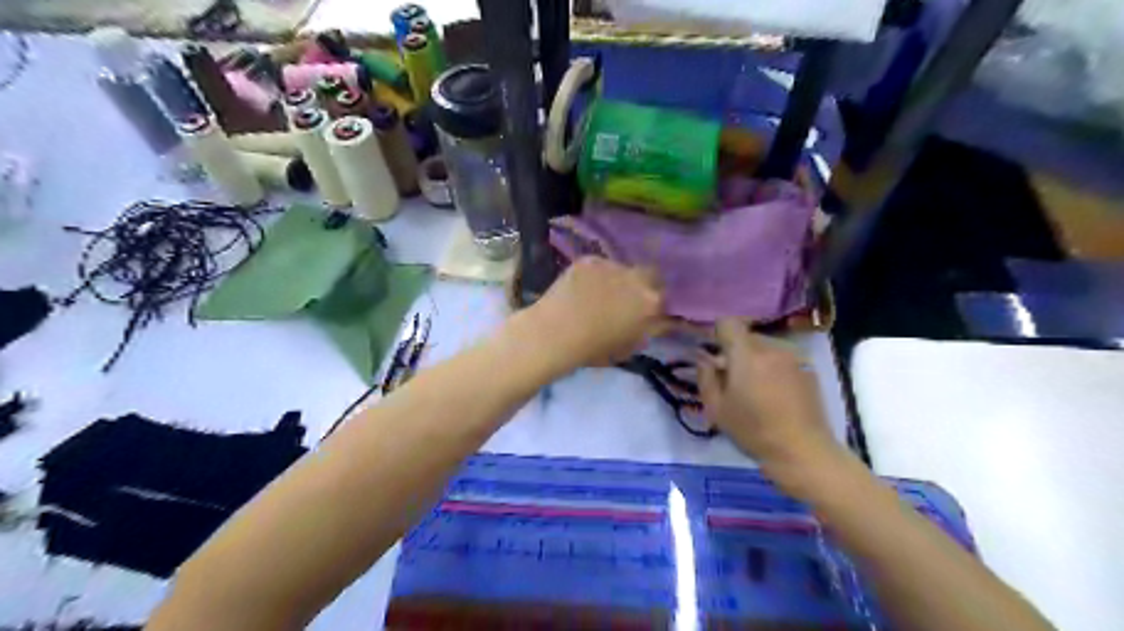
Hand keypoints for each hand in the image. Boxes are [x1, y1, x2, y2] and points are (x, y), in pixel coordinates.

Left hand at [525, 258, 670, 370]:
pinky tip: (580, 288)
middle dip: (641, 283)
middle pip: (648, 274)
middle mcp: (636, 278)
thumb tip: (654, 323)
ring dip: (616, 279)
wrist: (556, 333)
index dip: (655, 302)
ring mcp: (612, 265)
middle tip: (625, 298)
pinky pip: (598, 266)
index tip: (646, 309)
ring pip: (621, 269)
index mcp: (651, 302)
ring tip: (597, 293)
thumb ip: (647, 330)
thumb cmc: (594, 349)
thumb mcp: (629, 346)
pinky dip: (594, 275)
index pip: (664, 296)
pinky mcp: (589, 260)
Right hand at [700, 320, 848, 493]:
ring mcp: (793, 357)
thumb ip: (705, 377)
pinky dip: (774, 368)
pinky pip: (782, 358)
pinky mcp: (808, 369)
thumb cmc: (754, 431)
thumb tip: (703, 358)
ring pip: (765, 347)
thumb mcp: (717, 409)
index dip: (718, 334)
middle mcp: (771, 348)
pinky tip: (776, 394)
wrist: (803, 451)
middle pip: (747, 336)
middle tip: (733, 379)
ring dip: (756, 359)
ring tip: (756, 388)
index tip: (715, 355)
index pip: (728, 323)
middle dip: (736, 351)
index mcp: (746, 355)